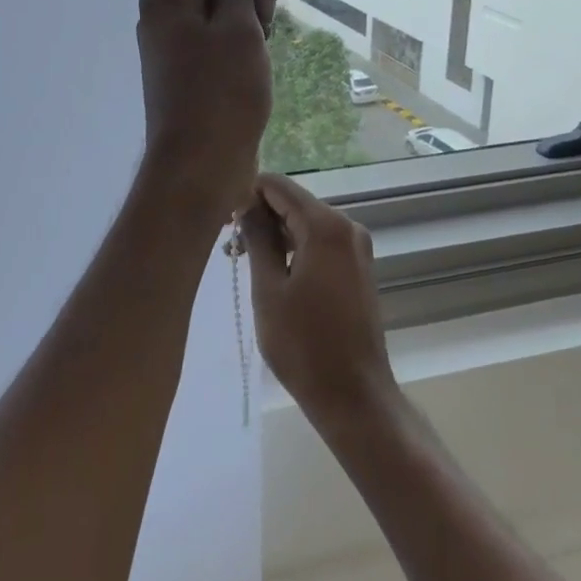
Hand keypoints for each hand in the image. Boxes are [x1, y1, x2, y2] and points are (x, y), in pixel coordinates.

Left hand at [137, 0, 292, 212]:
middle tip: (261, 22)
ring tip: (259, 46)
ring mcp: (178, 36)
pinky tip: (255, 58)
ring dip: (251, 11)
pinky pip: (221, 28)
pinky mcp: (192, 61)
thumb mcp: (238, 26)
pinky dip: (243, 34)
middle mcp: (167, 7)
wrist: (201, 166)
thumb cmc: (222, 94)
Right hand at [241, 173, 396, 423]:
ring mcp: (356, 246)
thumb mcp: (268, 289)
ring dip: (274, 235)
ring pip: (305, 223)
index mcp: (326, 225)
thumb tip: (244, 203)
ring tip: (242, 262)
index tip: (222, 218)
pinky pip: (319, 242)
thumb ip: (257, 239)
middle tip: (228, 246)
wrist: (353, 395)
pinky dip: (294, 249)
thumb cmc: (304, 345)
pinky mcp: (358, 267)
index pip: (278, 186)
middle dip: (259, 216)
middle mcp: (347, 225)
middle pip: (293, 203)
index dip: (247, 193)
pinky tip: (272, 273)